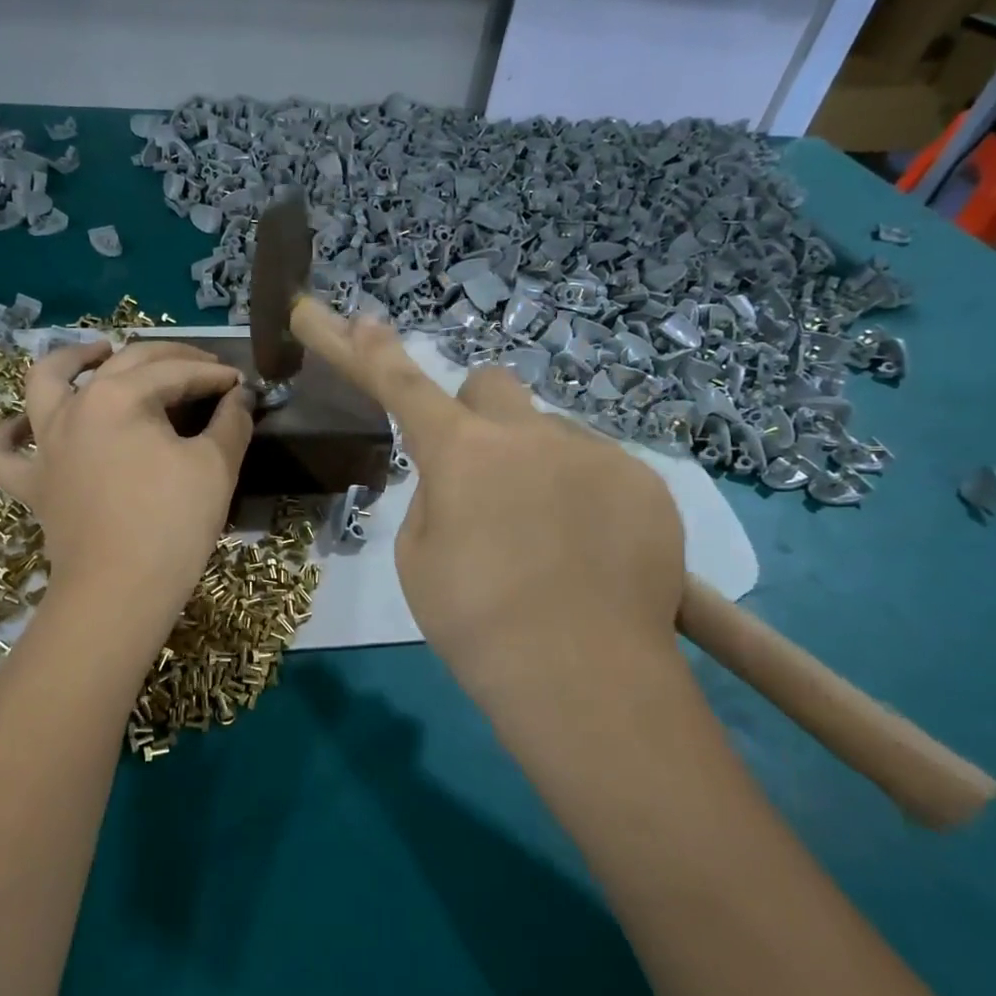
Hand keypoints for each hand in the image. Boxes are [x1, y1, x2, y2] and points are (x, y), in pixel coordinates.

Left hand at [0, 339, 253, 615]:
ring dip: (72, 358)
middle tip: (203, 368)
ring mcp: (45, 444)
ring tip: (98, 351)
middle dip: (170, 360)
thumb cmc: (172, 524)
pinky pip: (3, 452)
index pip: (176, 373)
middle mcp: (74, 406)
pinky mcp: (32, 483)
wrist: (119, 593)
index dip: (214, 375)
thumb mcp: (215, 467)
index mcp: (119, 396)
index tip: (241, 384)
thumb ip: (232, 422)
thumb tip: (241, 397)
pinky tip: (23, 425)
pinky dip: (8, 434)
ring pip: (45, 383)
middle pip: (124, 364)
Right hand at [311, 307, 685, 696]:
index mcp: (460, 453)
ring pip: (549, 435)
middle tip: (481, 475)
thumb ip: (434, 498)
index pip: (402, 385)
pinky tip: (590, 553)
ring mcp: (595, 453)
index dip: (369, 351)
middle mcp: (529, 434)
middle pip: (492, 384)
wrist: (586, 679)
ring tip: (547, 542)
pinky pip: (599, 469)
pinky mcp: (646, 483)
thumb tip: (463, 479)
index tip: (349, 316)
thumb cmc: (477, 623)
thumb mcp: (419, 558)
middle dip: (477, 415)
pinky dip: (583, 496)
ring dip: (535, 467)